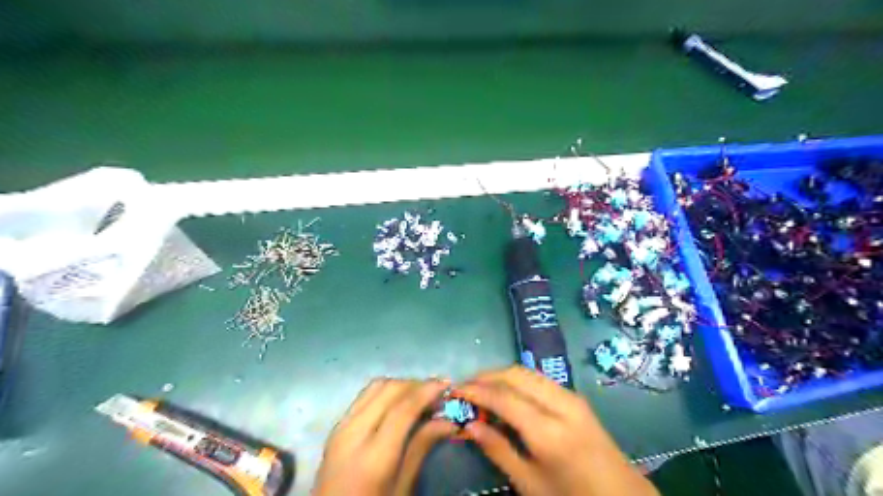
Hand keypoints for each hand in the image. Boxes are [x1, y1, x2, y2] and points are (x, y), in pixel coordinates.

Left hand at [313, 378, 455, 494]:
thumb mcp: (402, 488)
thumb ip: (421, 448)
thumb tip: (447, 421)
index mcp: (373, 455)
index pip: (403, 408)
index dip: (427, 391)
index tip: (447, 384)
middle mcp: (354, 432)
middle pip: (389, 389)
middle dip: (416, 384)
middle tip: (438, 392)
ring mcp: (342, 426)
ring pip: (375, 387)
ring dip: (401, 385)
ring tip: (421, 395)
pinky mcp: (337, 426)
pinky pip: (364, 396)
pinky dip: (386, 391)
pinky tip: (399, 402)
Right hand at [458, 364, 657, 494]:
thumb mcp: (530, 483)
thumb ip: (498, 450)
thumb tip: (470, 425)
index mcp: (549, 432)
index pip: (504, 397)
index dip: (476, 391)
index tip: (455, 390)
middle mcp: (560, 405)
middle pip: (515, 375)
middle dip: (486, 376)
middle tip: (465, 387)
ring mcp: (571, 396)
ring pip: (527, 371)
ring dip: (500, 375)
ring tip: (480, 387)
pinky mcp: (575, 396)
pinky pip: (538, 378)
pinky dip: (516, 380)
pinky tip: (505, 392)